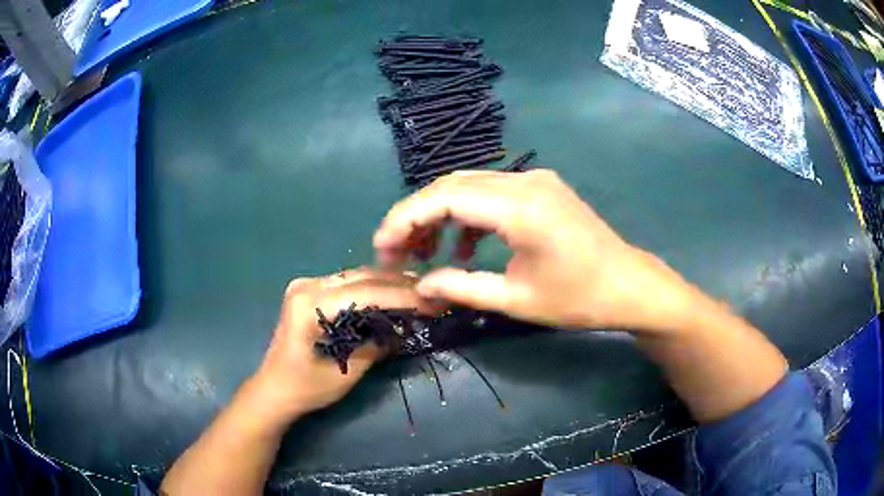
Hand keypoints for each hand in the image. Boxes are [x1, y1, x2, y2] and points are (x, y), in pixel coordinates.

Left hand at [250, 268, 437, 420]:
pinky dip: (371, 289)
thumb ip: (377, 345)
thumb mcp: (347, 371)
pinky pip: (347, 284)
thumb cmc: (306, 387)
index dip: (402, 296)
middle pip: (361, 277)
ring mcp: (305, 286)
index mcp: (309, 304)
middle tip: (431, 292)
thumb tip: (409, 328)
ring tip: (418, 291)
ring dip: (386, 284)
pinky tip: (390, 294)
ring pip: (355, 277)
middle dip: (398, 285)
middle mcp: (306, 286)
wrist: (274, 390)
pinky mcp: (308, 292)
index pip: (365, 292)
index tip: (433, 301)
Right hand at [374, 170, 692, 330]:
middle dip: (416, 216)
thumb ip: (461, 288)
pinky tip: (463, 247)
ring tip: (425, 253)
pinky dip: (468, 215)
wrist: (629, 285)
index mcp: (521, 207)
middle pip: (452, 185)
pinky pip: (492, 193)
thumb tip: (419, 285)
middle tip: (395, 252)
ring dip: (440, 214)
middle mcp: (525, 181)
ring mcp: (535, 180)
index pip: (444, 197)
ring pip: (469, 185)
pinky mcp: (541, 188)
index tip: (381, 247)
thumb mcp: (517, 301)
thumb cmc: (580, 299)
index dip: (405, 219)